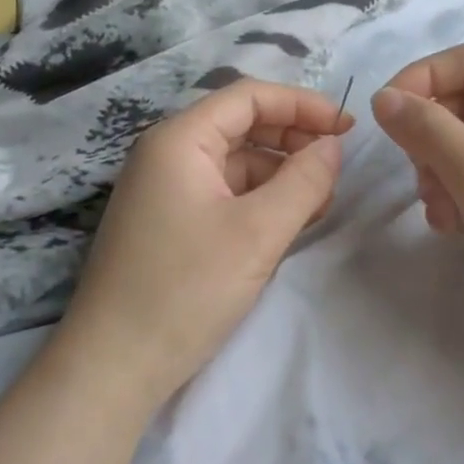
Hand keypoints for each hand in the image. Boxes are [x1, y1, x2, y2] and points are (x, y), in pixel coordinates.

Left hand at [55, 79, 352, 411]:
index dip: (303, 105)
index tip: (348, 128)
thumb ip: (304, 180)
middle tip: (336, 170)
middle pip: (241, 126)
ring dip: (279, 175)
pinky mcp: (168, 223)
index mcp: (179, 140)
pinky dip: (258, 201)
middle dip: (293, 141)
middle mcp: (166, 154)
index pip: (249, 96)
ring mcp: (164, 190)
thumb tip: (333, 146)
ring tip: (319, 204)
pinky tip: (286, 224)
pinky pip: (222, 194)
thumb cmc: (186, 289)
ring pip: (235, 164)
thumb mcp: (258, 232)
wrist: (114, 366)